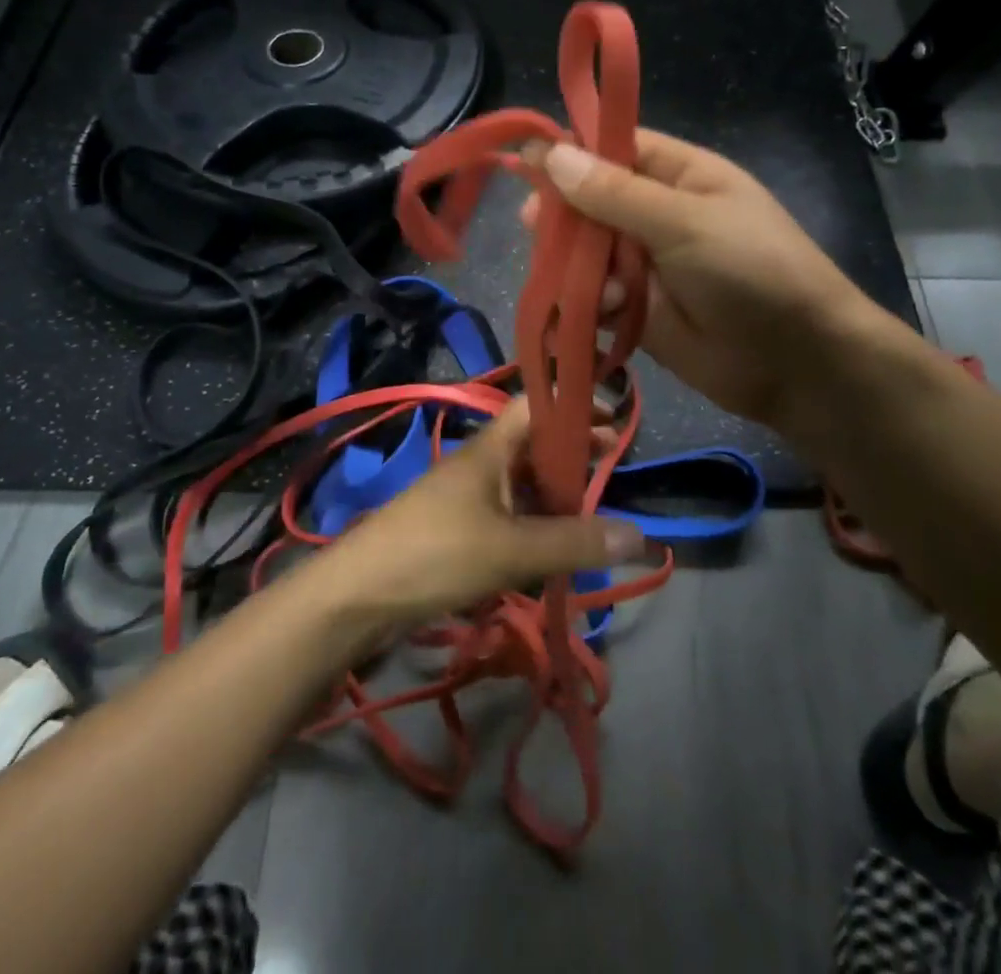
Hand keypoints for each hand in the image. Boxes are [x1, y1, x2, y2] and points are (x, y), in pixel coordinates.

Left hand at [313, 400, 646, 631]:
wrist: (359, 595)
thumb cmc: (436, 553)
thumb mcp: (512, 548)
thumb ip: (574, 542)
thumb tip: (641, 536)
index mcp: (491, 449)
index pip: (535, 405)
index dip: (572, 405)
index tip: (612, 418)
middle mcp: (480, 465)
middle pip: (534, 446)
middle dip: (573, 454)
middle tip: (613, 468)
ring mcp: (467, 499)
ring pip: (522, 486)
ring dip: (556, 495)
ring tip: (594, 515)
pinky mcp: (458, 532)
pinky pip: (508, 518)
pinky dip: (534, 527)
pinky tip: (554, 552)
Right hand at [522, 130, 863, 430]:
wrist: (796, 362)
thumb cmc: (751, 270)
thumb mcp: (684, 221)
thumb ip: (614, 194)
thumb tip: (550, 155)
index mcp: (679, 175)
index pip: (615, 147)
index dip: (572, 152)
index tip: (527, 163)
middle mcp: (657, 214)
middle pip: (591, 202)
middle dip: (564, 216)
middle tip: (534, 228)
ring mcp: (645, 265)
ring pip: (586, 252)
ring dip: (573, 264)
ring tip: (573, 280)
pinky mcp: (635, 311)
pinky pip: (593, 297)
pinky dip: (585, 303)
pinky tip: (596, 311)